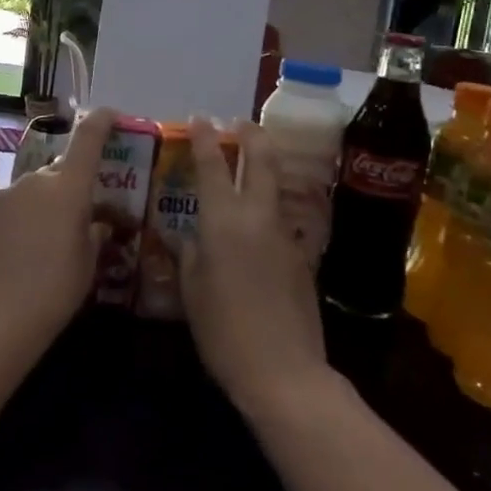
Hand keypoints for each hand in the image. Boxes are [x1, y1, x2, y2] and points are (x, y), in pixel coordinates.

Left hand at [0, 107, 117, 347]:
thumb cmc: (54, 288)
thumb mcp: (88, 263)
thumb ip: (94, 234)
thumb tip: (96, 224)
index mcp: (68, 187)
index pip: (87, 139)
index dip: (101, 122)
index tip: (111, 114)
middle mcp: (35, 181)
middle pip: (60, 172)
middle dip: (73, 187)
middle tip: (84, 217)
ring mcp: (5, 195)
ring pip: (35, 190)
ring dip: (46, 205)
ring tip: (52, 241)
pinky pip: (13, 208)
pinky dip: (24, 219)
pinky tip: (25, 251)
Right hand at [182, 119, 329, 414]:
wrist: (284, 372)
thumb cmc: (224, 331)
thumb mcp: (191, 291)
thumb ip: (189, 255)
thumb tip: (189, 237)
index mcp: (223, 221)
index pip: (212, 165)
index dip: (205, 138)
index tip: (201, 118)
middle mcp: (257, 217)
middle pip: (261, 160)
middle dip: (251, 135)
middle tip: (239, 123)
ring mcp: (285, 235)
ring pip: (276, 187)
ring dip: (264, 167)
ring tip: (249, 164)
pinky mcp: (301, 257)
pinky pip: (281, 220)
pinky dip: (267, 208)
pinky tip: (255, 226)